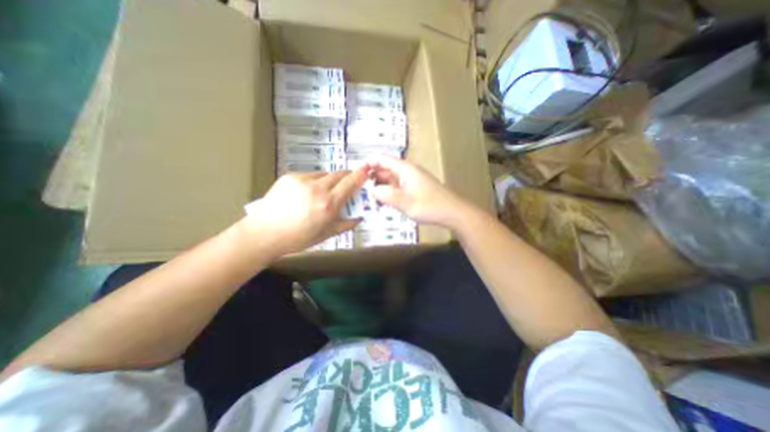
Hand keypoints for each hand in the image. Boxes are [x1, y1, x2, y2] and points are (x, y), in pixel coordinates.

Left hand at [244, 167, 368, 256]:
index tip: (367, 169)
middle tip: (348, 185)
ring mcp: (303, 180)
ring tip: (324, 193)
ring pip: (325, 174)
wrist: (264, 233)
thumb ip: (346, 224)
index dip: (360, 175)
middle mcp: (318, 188)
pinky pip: (311, 175)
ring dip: (331, 180)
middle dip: (347, 177)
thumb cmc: (298, 237)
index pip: (350, 183)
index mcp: (328, 204)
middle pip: (339, 174)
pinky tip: (308, 193)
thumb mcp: (327, 234)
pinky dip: (316, 181)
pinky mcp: (290, 176)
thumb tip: (359, 218)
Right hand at [369, 156, 469, 226]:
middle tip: (359, 189)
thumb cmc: (429, 205)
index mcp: (404, 169)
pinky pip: (397, 187)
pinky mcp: (414, 188)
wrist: (452, 212)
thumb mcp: (405, 202)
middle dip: (372, 177)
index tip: (355, 173)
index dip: (368, 163)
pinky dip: (389, 192)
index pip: (382, 159)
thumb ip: (386, 195)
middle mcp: (407, 171)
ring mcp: (411, 180)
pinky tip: (383, 203)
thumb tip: (372, 191)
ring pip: (390, 179)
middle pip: (385, 169)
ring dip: (380, 186)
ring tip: (369, 198)